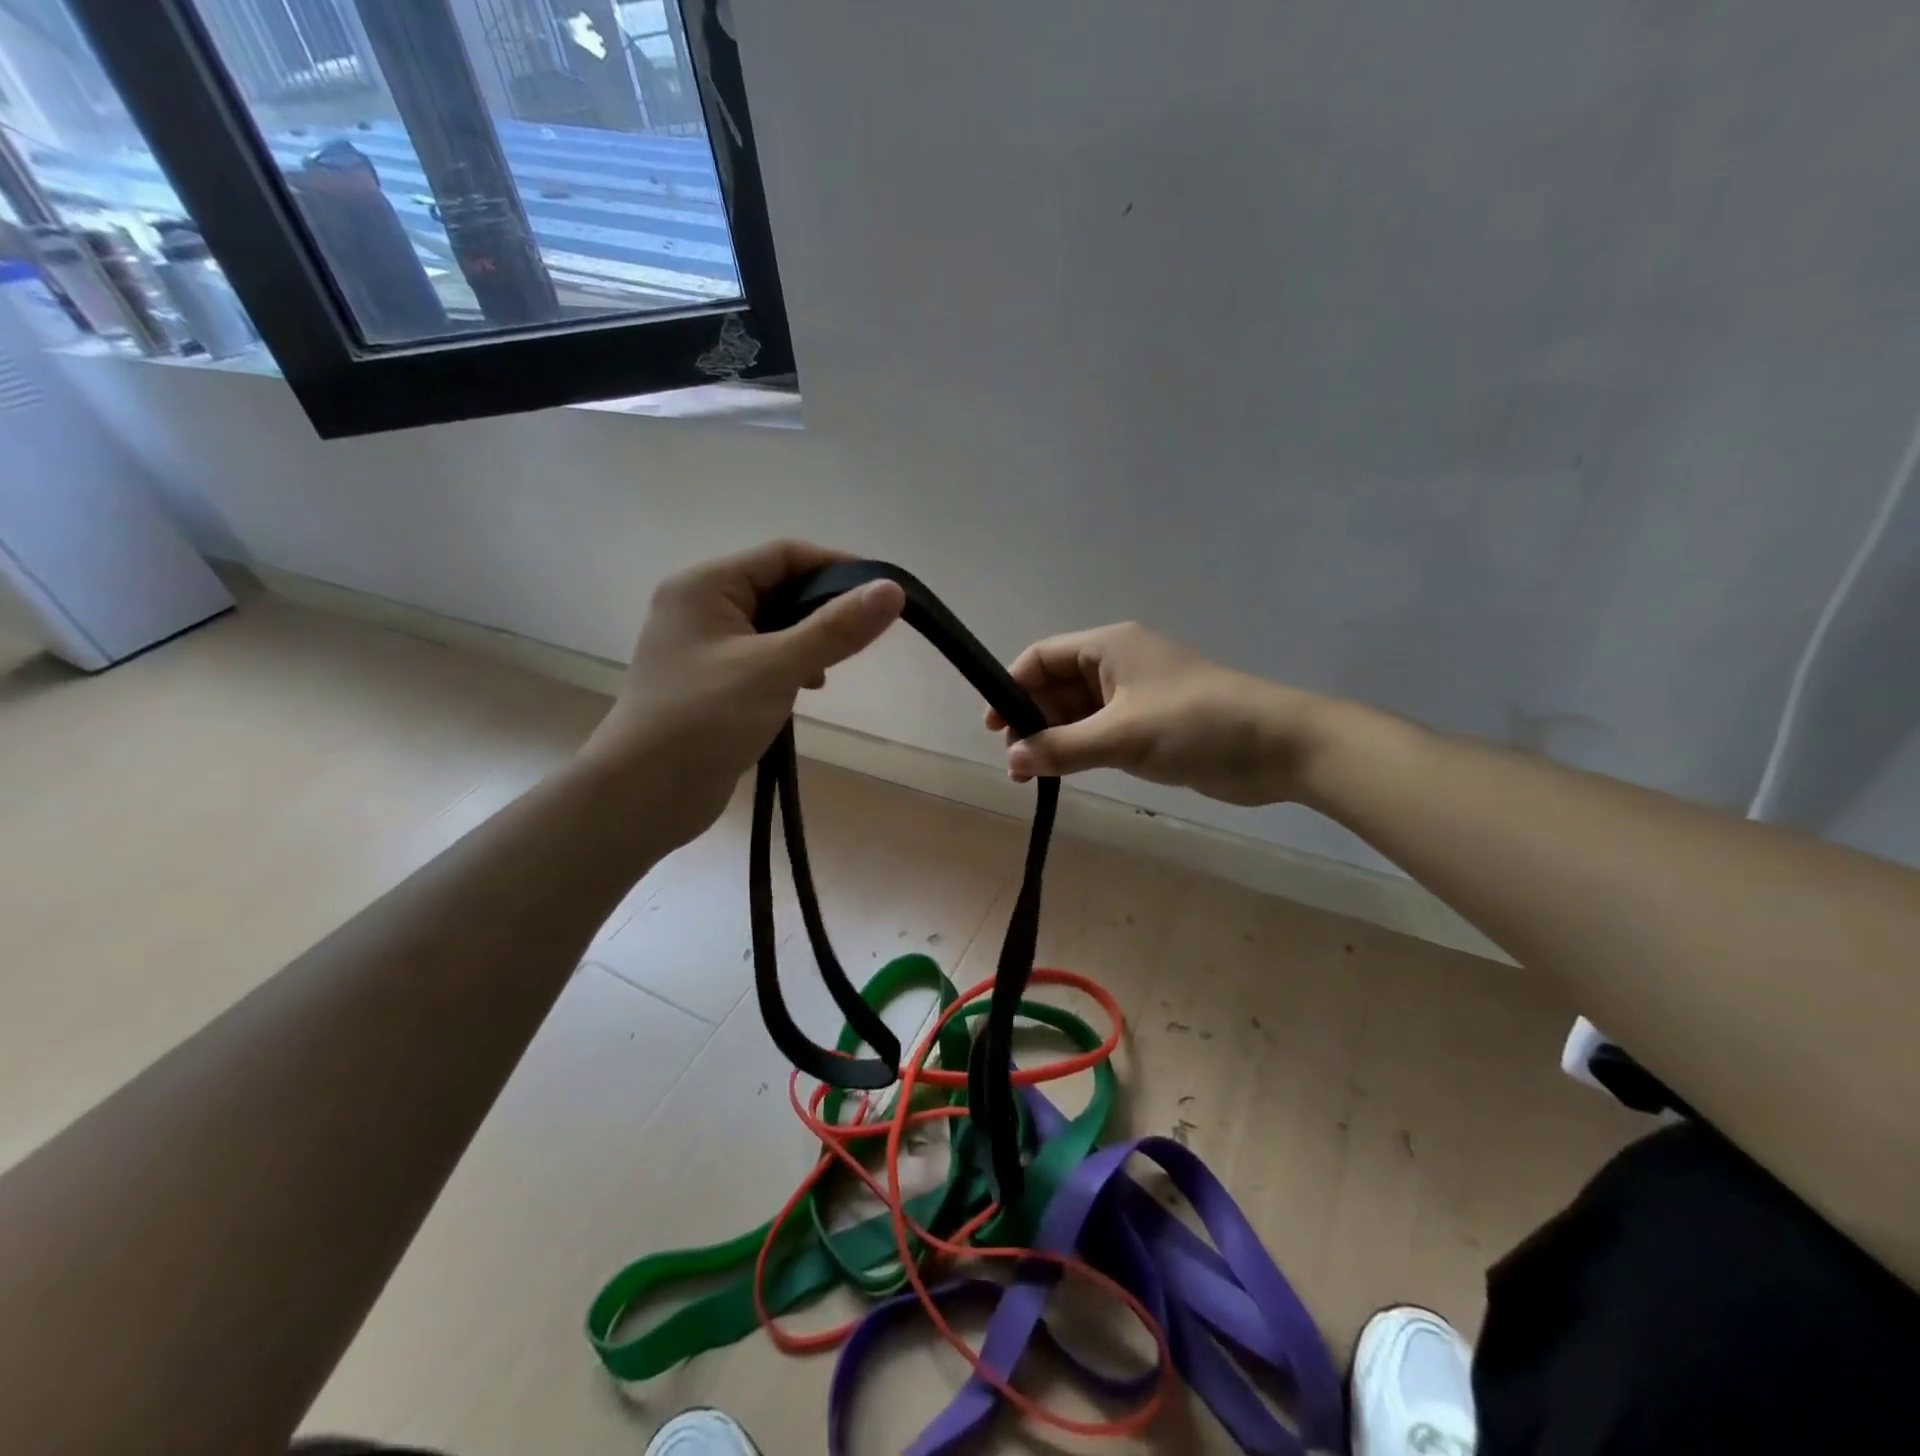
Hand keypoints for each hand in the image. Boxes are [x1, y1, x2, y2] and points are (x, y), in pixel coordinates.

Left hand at [579, 540, 903, 848]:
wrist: (644, 795)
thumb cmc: (705, 718)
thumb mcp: (776, 667)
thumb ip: (835, 628)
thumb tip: (892, 590)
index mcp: (705, 585)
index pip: (783, 555)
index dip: (837, 567)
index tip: (883, 593)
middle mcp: (699, 606)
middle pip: (778, 588)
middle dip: (822, 610)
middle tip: (861, 638)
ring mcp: (702, 646)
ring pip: (772, 626)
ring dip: (807, 642)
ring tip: (829, 672)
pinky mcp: (709, 682)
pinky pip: (760, 658)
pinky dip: (788, 667)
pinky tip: (804, 690)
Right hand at [985, 623, 1323, 806]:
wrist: (1279, 746)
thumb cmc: (1196, 725)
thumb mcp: (1122, 736)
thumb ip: (1063, 748)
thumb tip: (1011, 759)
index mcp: (1109, 647)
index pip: (1042, 657)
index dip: (1012, 687)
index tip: (993, 727)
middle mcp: (1119, 664)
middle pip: (1057, 685)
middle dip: (1032, 719)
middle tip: (1015, 763)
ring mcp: (1136, 695)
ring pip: (1078, 712)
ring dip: (1054, 738)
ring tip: (1032, 775)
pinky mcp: (1152, 724)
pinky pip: (1102, 731)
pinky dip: (1081, 748)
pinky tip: (1066, 773)